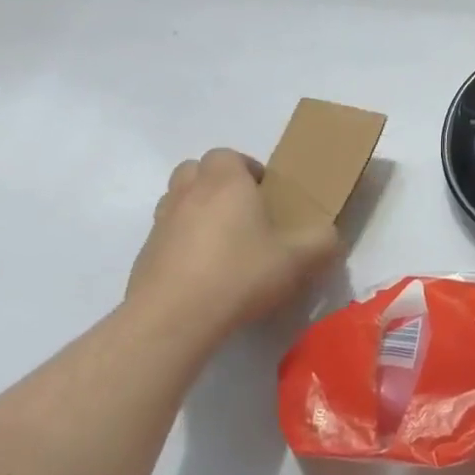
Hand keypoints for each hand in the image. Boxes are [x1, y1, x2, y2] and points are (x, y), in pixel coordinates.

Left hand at [125, 148, 340, 341]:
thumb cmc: (240, 275)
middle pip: (195, 171)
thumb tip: (330, 236)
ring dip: (197, 210)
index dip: (246, 168)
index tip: (265, 193)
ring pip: (176, 200)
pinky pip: (166, 236)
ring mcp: (161, 224)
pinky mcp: (144, 256)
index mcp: (226, 183)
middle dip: (217, 183)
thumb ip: (323, 241)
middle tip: (243, 211)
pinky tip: (204, 273)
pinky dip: (182, 243)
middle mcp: (188, 194)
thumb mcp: (300, 259)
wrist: (173, 319)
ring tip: (223, 241)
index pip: (227, 155)